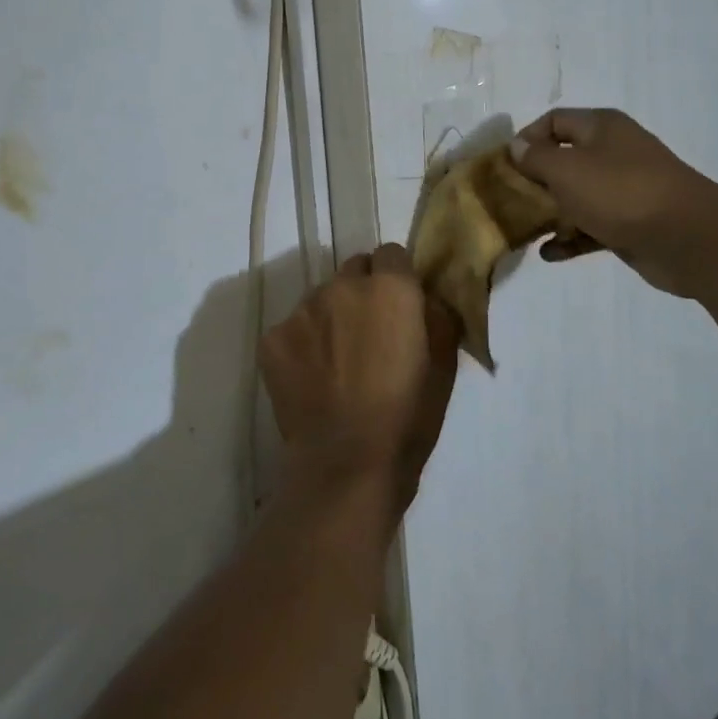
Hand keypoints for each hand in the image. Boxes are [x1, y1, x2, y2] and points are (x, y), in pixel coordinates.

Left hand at [258, 244, 460, 512]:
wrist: (346, 464)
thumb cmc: (408, 416)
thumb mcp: (444, 364)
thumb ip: (438, 315)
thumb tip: (428, 296)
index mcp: (389, 288)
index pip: (391, 254)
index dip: (398, 277)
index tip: (401, 306)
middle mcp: (342, 286)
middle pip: (354, 270)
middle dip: (364, 291)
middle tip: (370, 333)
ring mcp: (302, 310)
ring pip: (321, 297)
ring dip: (332, 316)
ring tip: (339, 361)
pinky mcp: (272, 339)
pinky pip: (293, 327)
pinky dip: (303, 344)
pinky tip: (313, 379)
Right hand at [508, 108, 717, 298]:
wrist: (689, 238)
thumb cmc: (621, 192)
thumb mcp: (568, 170)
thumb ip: (536, 158)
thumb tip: (517, 146)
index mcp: (601, 127)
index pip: (554, 120)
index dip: (527, 139)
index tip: (505, 166)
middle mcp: (612, 153)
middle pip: (563, 160)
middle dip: (534, 181)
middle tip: (510, 201)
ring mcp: (623, 190)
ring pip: (576, 197)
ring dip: (550, 213)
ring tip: (524, 230)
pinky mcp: (629, 224)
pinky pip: (591, 227)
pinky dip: (571, 239)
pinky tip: (549, 254)